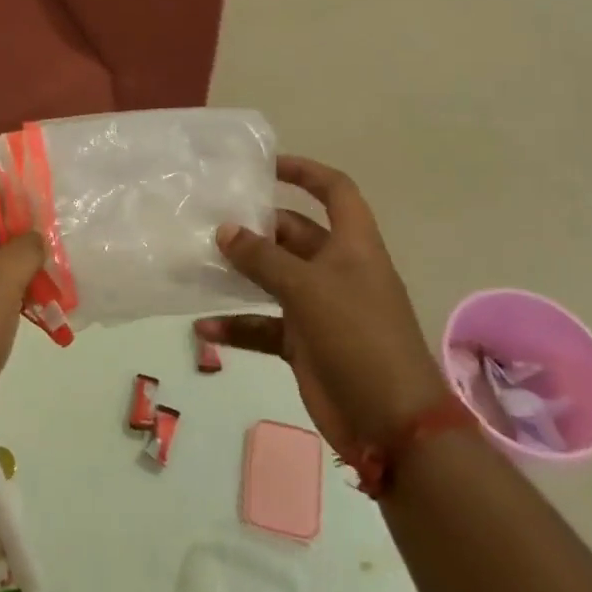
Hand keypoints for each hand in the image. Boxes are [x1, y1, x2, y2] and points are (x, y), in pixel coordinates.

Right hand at [197, 157, 449, 461]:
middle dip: (256, 227)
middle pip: (293, 234)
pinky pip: (264, 326)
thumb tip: (225, 230)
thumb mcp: (308, 289)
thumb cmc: (358, 337)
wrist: (392, 425)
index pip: (334, 191)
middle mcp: (336, 270)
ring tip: (198, 262)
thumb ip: (263, 258)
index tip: (265, 166)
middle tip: (211, 219)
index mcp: (352, 246)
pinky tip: (203, 329)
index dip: (305, 172)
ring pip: (273, 279)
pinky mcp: (304, 344)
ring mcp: (320, 308)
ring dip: (240, 274)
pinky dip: (237, 326)